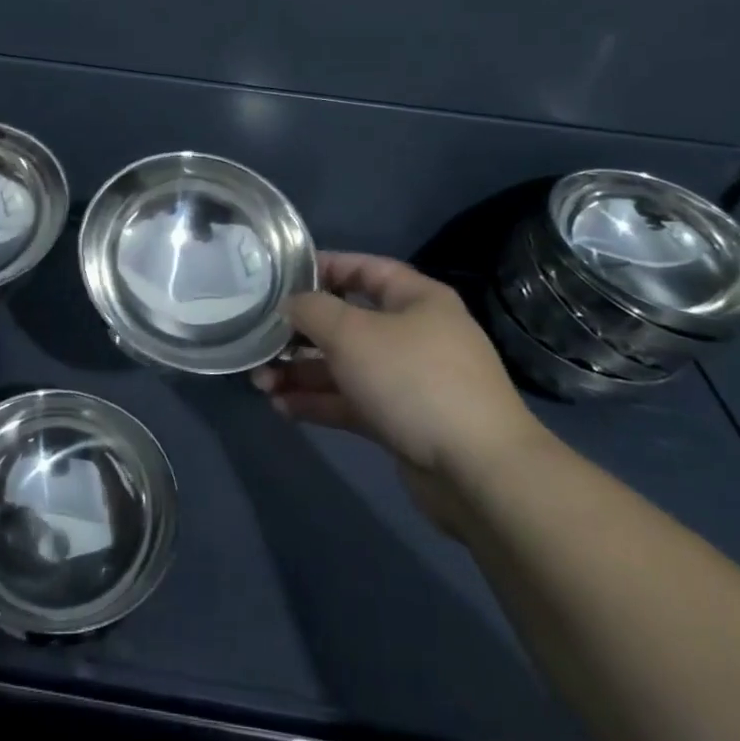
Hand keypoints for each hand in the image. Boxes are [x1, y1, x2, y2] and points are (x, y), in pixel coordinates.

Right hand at [254, 253, 549, 528]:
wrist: (479, 472)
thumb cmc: (413, 380)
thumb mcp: (352, 333)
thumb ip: (312, 310)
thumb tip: (290, 304)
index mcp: (416, 299)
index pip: (363, 268)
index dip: (321, 268)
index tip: (279, 278)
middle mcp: (414, 334)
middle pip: (347, 322)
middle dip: (300, 333)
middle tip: (261, 341)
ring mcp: (410, 380)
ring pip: (345, 367)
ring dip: (302, 372)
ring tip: (260, 382)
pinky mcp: (403, 421)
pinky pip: (353, 402)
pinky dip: (319, 402)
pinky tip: (282, 408)